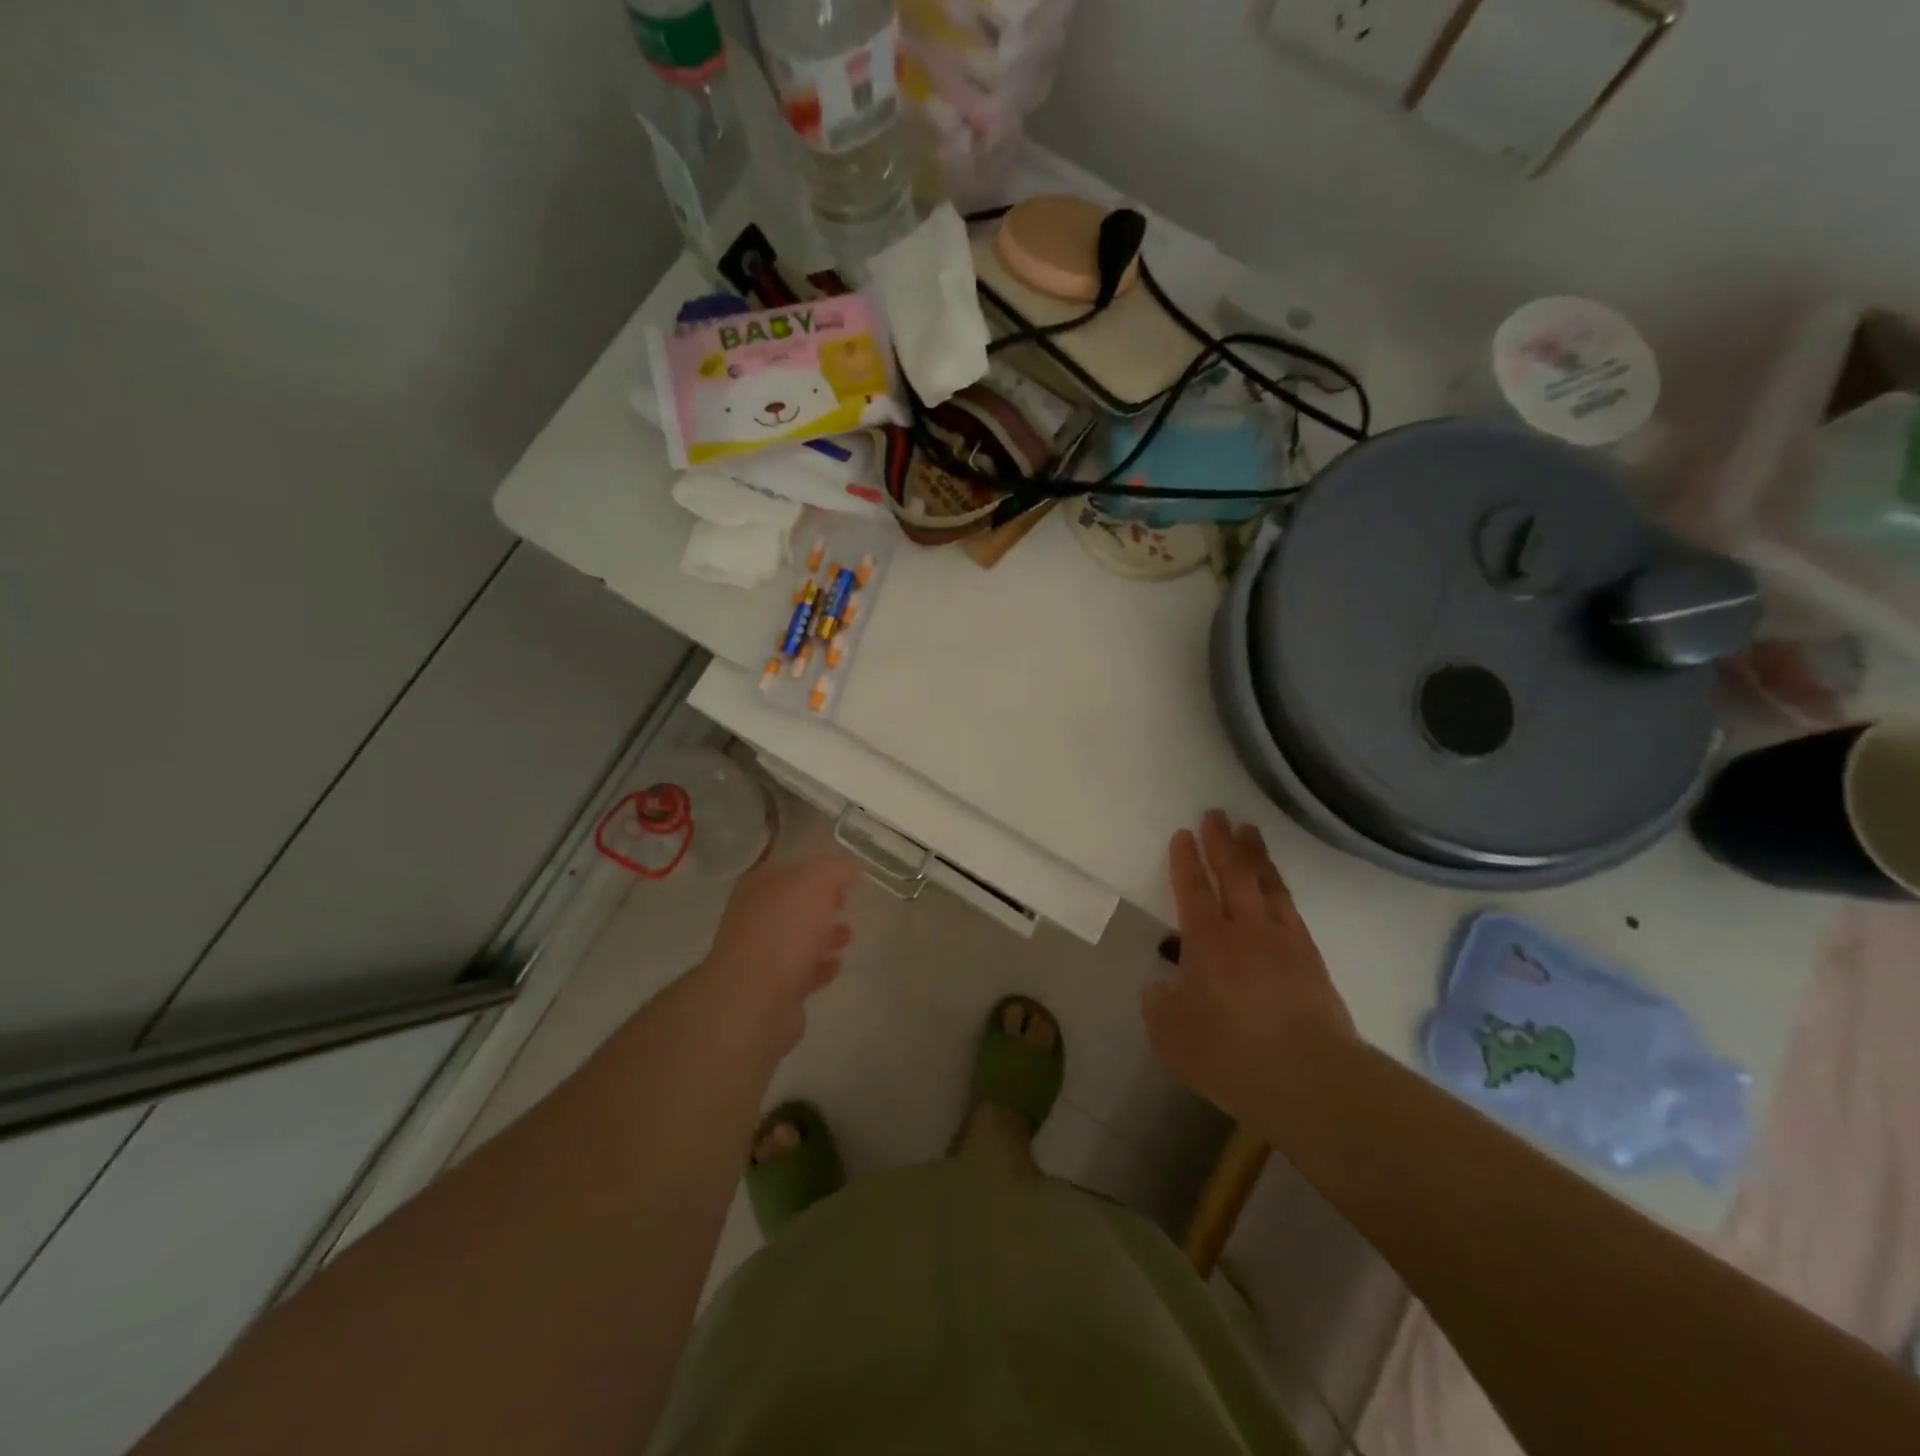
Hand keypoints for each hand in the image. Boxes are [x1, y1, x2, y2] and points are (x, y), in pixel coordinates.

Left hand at [699, 856, 857, 1052]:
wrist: (756, 997)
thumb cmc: (784, 928)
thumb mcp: (816, 882)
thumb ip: (834, 870)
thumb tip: (847, 869)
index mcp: (759, 885)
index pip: (790, 868)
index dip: (818, 869)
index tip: (846, 876)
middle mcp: (755, 916)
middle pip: (793, 904)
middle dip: (821, 903)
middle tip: (847, 903)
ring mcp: (760, 953)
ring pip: (797, 938)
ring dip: (823, 935)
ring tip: (849, 935)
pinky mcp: (772, 988)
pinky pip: (801, 971)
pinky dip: (819, 966)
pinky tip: (836, 964)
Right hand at [1142, 811, 1355, 1118]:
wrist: (1310, 1078)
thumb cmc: (1230, 1054)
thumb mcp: (1173, 1037)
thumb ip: (1160, 1006)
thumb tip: (1159, 985)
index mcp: (1207, 942)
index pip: (1193, 889)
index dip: (1186, 860)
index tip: (1183, 834)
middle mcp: (1245, 930)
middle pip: (1233, 874)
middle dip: (1221, 842)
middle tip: (1216, 814)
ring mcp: (1283, 940)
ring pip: (1267, 884)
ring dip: (1255, 855)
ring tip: (1249, 830)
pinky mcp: (1311, 958)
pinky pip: (1291, 908)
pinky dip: (1280, 887)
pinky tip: (1277, 885)